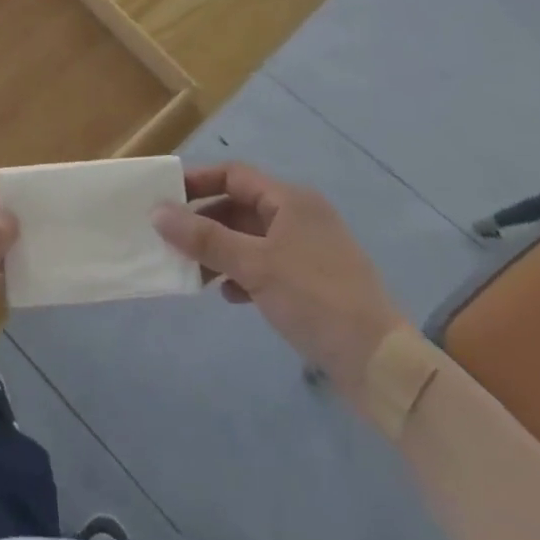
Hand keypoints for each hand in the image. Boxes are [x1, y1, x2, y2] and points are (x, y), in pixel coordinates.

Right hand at [153, 163, 405, 404]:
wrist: (381, 365)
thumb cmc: (315, 300)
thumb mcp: (254, 266)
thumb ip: (204, 238)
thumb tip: (157, 212)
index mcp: (291, 200)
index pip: (234, 175)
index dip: (198, 182)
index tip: (165, 197)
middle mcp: (300, 216)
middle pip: (240, 206)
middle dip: (205, 222)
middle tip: (171, 238)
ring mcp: (309, 250)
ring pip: (251, 238)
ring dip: (220, 250)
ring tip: (192, 272)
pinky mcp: (313, 282)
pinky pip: (266, 264)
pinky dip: (243, 273)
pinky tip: (229, 295)